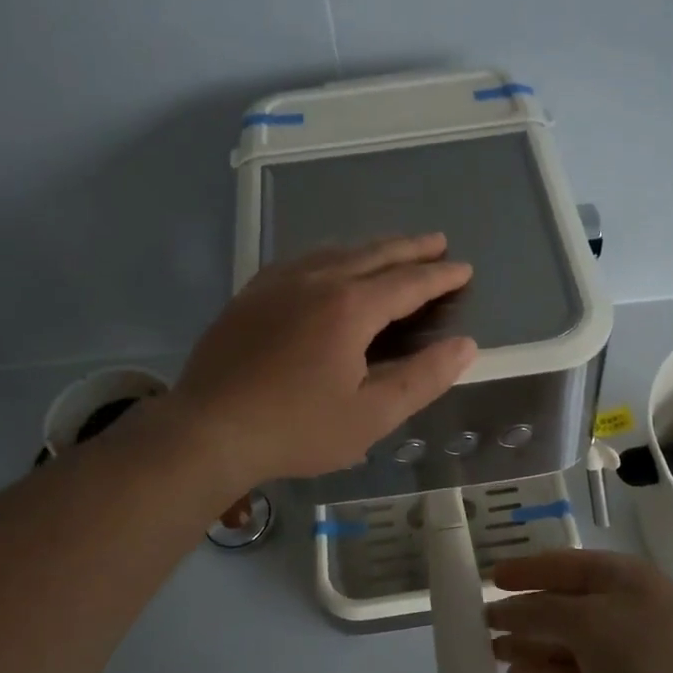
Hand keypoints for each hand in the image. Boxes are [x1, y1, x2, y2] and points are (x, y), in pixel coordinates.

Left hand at [172, 234, 477, 488]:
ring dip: (371, 247)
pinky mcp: (252, 293)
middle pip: (374, 254)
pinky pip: (302, 259)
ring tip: (393, 248)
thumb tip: (464, 346)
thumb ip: (423, 378)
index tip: (464, 269)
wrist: (208, 430)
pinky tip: (329, 263)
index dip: (440, 276)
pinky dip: (330, 254)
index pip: (409, 282)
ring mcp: (279, 282)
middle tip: (438, 241)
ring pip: (336, 250)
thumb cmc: (297, 428)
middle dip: (411, 247)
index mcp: (351, 307)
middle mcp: (317, 280)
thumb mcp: (371, 415)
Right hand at [489, 551, 672, 672]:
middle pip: (559, 605)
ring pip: (564, 643)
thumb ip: (540, 614)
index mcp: (616, 577)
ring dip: (529, 646)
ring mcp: (621, 651)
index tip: (487, 578)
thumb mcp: (589, 621)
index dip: (523, 570)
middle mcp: (617, 608)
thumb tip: (501, 611)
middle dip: (521, 612)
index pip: (559, 565)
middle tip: (479, 623)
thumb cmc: (653, 650)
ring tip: (489, 652)